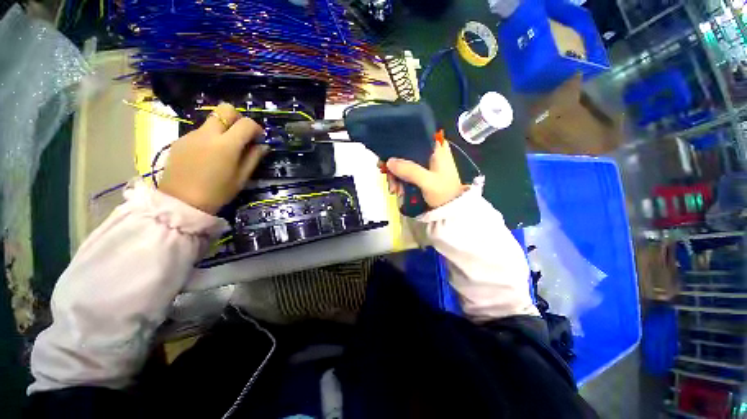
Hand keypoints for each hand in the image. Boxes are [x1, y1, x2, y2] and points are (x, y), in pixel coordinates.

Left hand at [159, 103, 267, 213]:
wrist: (181, 202)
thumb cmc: (217, 192)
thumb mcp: (242, 178)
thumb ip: (253, 158)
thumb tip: (263, 146)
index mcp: (226, 145)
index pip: (246, 123)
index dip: (256, 128)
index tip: (258, 138)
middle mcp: (208, 134)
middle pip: (225, 109)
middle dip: (237, 118)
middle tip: (241, 135)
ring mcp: (191, 135)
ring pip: (212, 121)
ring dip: (223, 129)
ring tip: (224, 150)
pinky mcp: (180, 140)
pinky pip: (200, 132)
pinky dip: (209, 138)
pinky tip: (208, 156)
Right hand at [385, 137, 466, 208]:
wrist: (450, 209)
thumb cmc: (444, 193)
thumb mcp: (427, 181)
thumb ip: (409, 170)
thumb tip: (389, 162)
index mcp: (436, 149)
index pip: (414, 137)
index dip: (398, 145)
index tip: (386, 155)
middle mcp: (429, 154)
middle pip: (406, 154)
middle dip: (395, 167)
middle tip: (388, 177)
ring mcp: (425, 166)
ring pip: (404, 165)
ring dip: (396, 177)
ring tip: (394, 190)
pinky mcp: (421, 175)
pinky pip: (406, 174)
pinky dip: (400, 182)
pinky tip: (398, 191)